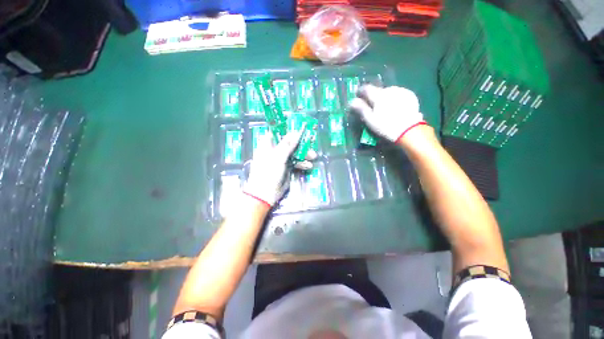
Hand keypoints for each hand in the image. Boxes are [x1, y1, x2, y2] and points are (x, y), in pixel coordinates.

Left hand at [242, 131, 316, 206]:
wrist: (266, 193)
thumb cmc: (268, 173)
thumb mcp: (278, 157)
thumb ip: (287, 145)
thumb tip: (296, 132)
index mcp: (268, 144)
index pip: (279, 132)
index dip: (289, 129)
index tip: (301, 127)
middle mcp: (275, 149)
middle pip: (290, 142)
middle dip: (301, 143)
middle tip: (311, 141)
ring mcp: (282, 159)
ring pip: (295, 152)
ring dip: (304, 153)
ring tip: (313, 156)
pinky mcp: (287, 167)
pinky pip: (296, 162)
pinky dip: (302, 163)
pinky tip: (308, 165)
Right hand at [349, 84, 426, 142]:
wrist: (409, 130)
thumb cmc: (386, 126)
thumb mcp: (370, 120)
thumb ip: (361, 109)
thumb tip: (351, 101)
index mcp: (378, 95)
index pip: (366, 88)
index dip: (360, 91)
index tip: (357, 95)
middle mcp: (389, 90)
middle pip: (378, 90)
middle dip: (373, 96)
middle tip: (371, 105)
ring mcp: (401, 91)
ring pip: (388, 91)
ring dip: (384, 97)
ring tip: (384, 106)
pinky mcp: (409, 95)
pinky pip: (398, 94)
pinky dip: (394, 98)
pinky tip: (394, 106)